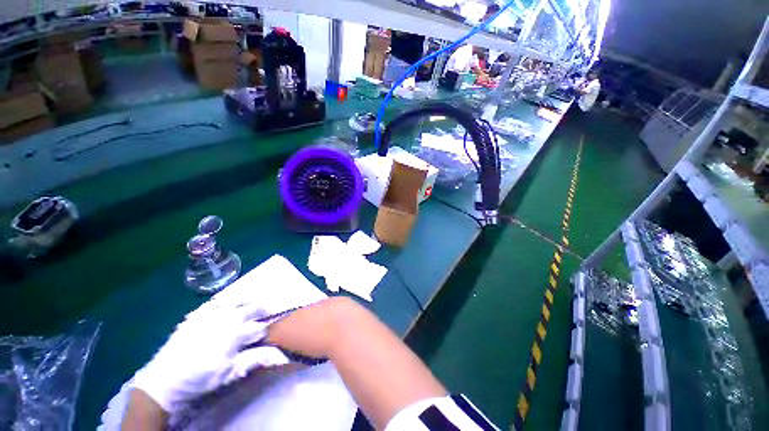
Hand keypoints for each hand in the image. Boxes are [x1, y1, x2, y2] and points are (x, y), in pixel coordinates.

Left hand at [132, 303, 288, 412]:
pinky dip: (224, 300)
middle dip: (262, 309)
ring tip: (252, 302)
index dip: (266, 329)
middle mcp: (225, 318)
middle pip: (250, 308)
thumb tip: (276, 354)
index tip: (270, 332)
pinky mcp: (195, 316)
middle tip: (268, 310)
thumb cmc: (199, 379)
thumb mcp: (228, 375)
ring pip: (235, 300)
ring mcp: (209, 314)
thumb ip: (253, 360)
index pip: (259, 327)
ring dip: (246, 300)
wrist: (163, 381)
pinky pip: (214, 302)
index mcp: (235, 333)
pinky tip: (226, 302)